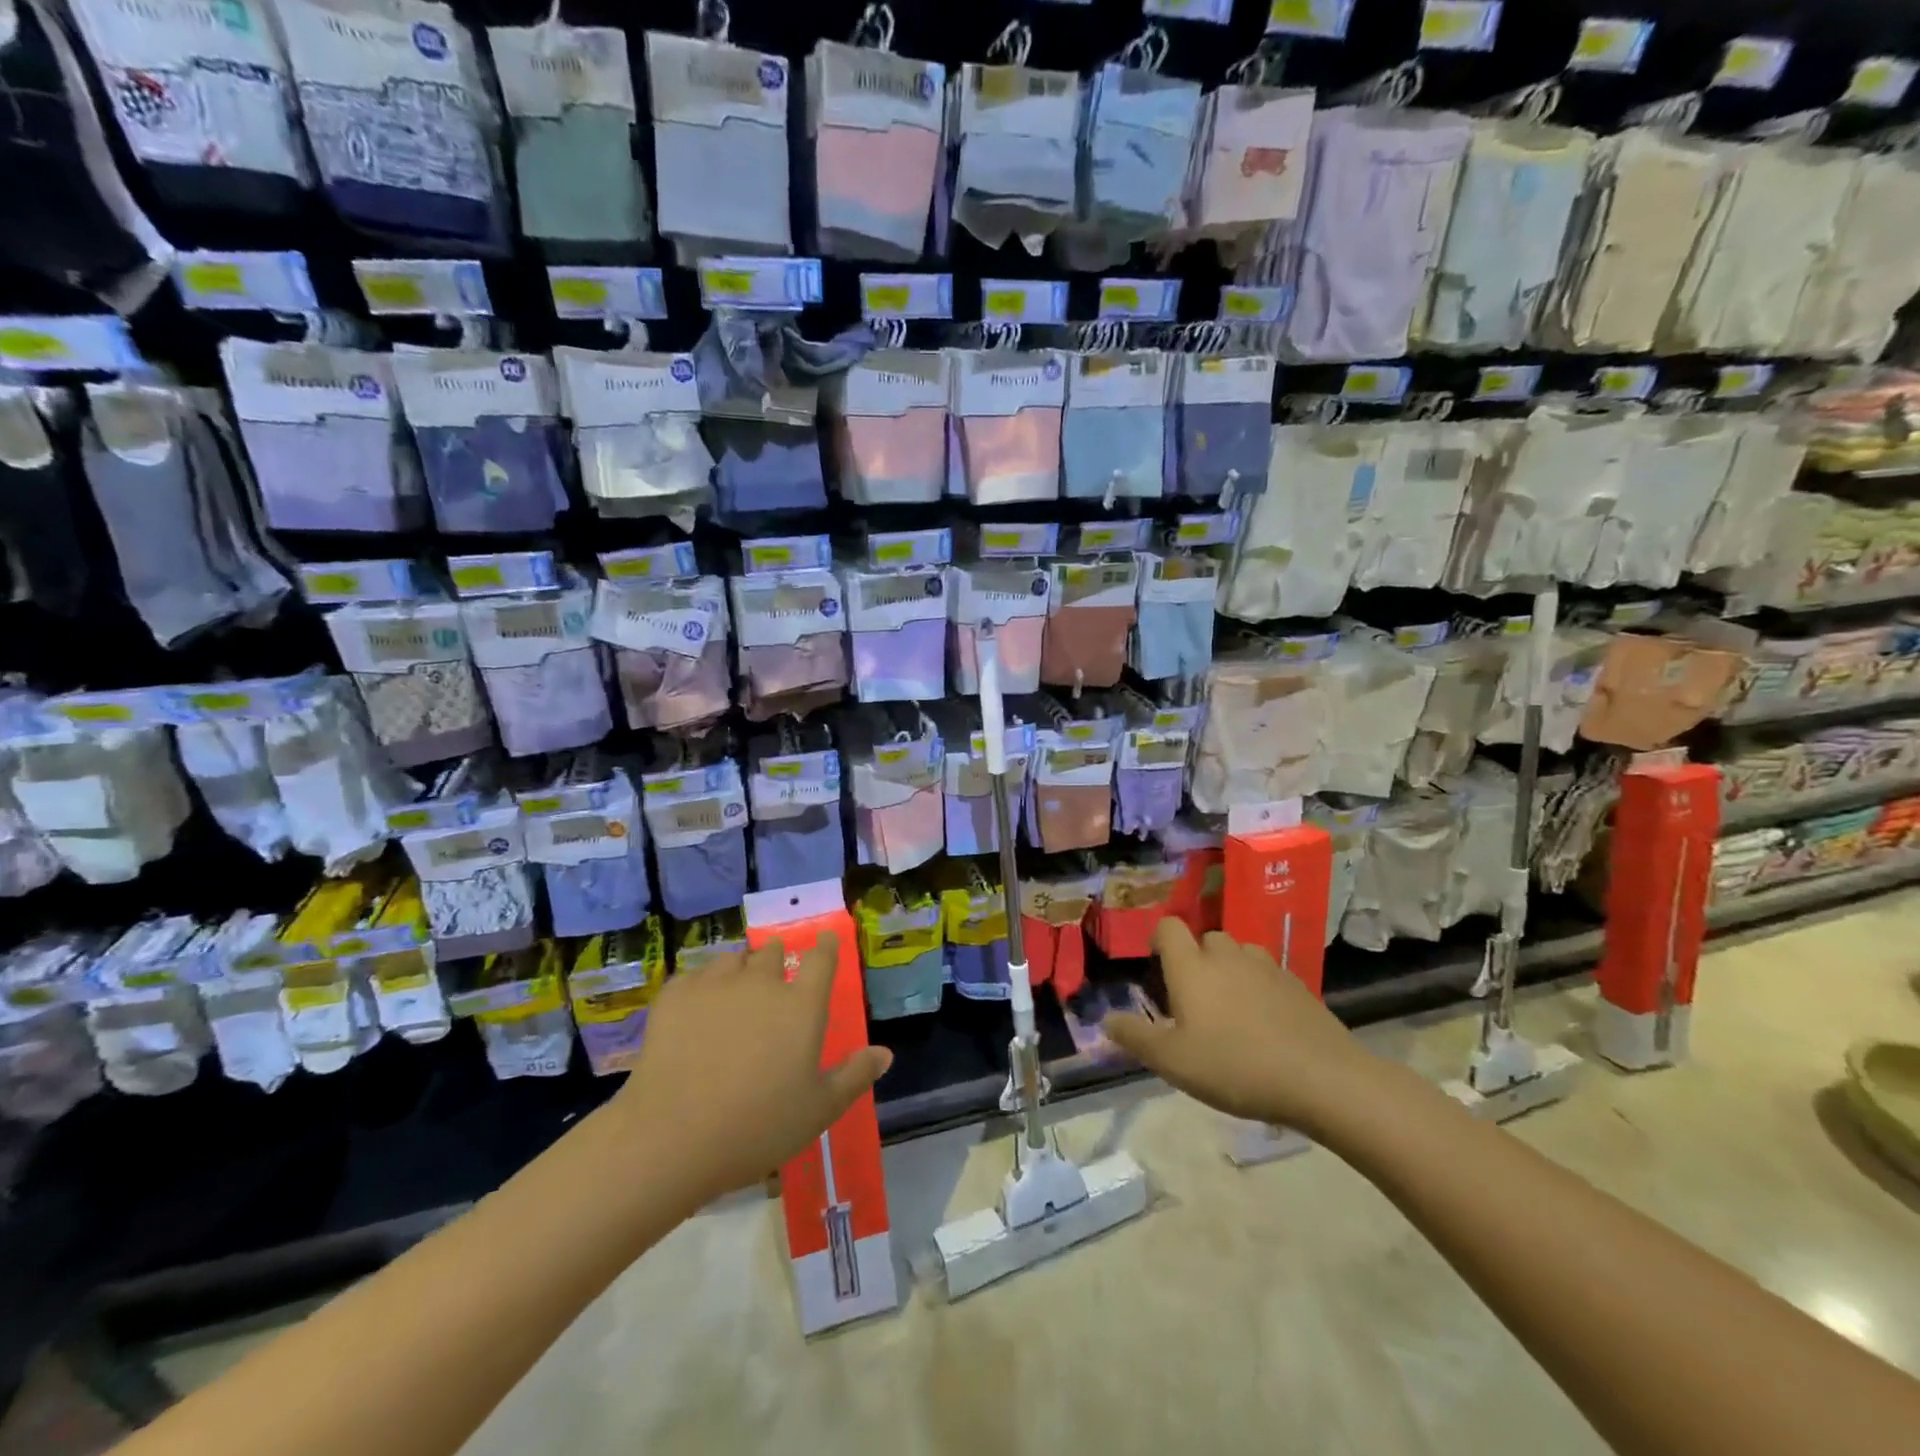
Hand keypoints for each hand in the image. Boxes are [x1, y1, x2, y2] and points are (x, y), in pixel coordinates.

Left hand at [616, 935, 891, 1204]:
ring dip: (740, 967)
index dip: (825, 946)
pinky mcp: (676, 996)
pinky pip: (694, 976)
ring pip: (733, 959)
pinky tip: (696, 1006)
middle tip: (774, 974)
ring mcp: (716, 985)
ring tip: (735, 987)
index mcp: (801, 1005)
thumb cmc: (757, 1126)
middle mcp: (762, 983)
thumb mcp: (818, 1110)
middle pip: (773, 952)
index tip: (825, 940)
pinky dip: (701, 985)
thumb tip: (885, 1052)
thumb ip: (854, 1076)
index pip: (821, 959)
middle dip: (777, 957)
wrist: (672, 1137)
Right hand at [1102, 919, 1375, 1134]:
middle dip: (1196, 960)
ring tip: (1231, 1011)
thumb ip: (1135, 1037)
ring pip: (1239, 954)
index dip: (1159, 940)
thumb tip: (1105, 1020)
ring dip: (1230, 971)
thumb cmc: (1235, 1066)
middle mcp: (1227, 956)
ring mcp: (1267, 967)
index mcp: (1192, 966)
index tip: (1157, 967)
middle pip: (1206, 939)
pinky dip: (1260, 988)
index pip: (1169, 927)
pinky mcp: (1298, 985)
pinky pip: (1268, 974)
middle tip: (1193, 1001)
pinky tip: (1265, 1024)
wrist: (1322, 1079)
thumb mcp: (1173, 1062)